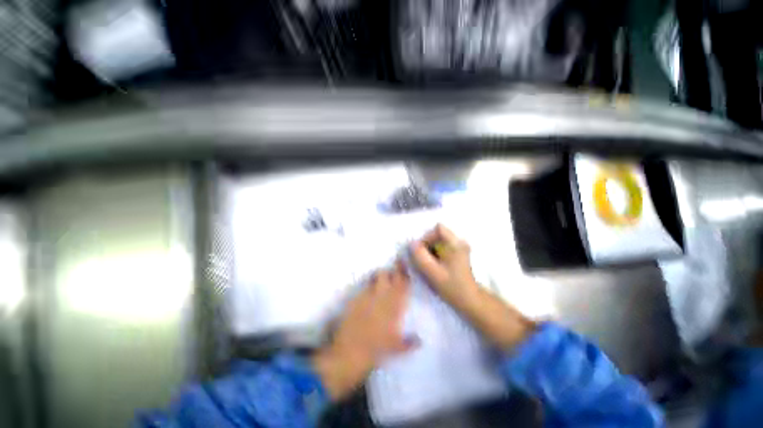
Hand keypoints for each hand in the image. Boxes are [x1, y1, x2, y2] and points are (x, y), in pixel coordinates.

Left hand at [312, 261, 414, 400]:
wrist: (350, 352)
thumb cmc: (376, 351)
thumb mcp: (396, 349)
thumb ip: (409, 342)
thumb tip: (420, 340)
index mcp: (395, 307)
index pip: (403, 284)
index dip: (404, 273)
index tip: (405, 265)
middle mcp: (383, 297)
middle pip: (389, 275)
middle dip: (392, 270)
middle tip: (394, 271)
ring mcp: (368, 296)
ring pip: (376, 277)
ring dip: (380, 276)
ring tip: (381, 279)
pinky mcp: (356, 298)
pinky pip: (364, 286)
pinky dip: (368, 285)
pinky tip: (368, 291)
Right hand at [411, 224, 535, 350]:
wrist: (470, 301)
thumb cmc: (452, 286)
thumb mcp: (433, 272)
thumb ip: (420, 257)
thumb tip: (411, 244)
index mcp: (456, 244)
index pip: (438, 229)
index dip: (427, 237)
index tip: (421, 251)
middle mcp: (459, 242)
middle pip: (438, 234)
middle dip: (427, 245)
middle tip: (421, 259)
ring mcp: (460, 248)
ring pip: (439, 242)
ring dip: (430, 250)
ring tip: (427, 264)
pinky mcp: (458, 255)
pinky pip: (442, 248)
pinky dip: (435, 254)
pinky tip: (434, 266)